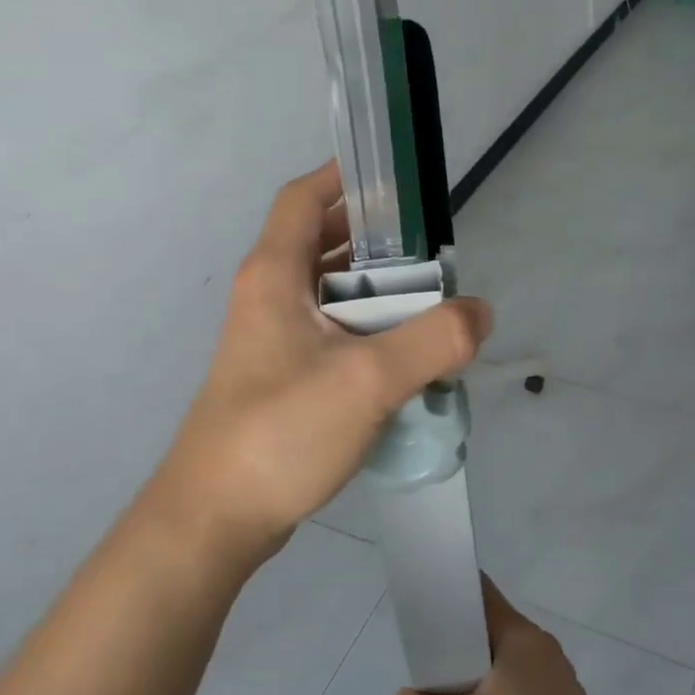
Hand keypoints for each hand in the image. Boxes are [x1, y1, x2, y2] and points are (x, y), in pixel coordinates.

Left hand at [146, 162, 490, 572]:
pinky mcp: (281, 377)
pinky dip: (368, 329)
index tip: (400, 179)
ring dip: (377, 289)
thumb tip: (479, 313)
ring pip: (330, 291)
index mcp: (275, 275)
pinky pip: (332, 333)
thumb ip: (434, 340)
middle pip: (322, 242)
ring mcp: (272, 339)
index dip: (347, 176)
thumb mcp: (368, 380)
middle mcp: (268, 296)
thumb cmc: (281, 433)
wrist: (216, 518)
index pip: (305, 197)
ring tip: (431, 303)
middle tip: (434, 253)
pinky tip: (404, 356)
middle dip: (378, 239)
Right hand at [386, 578, 625, 694]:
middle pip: (487, 630)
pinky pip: (518, 689)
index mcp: (520, 636)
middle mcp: (541, 647)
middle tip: (424, 677)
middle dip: (453, 648)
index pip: (478, 593)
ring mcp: (556, 679)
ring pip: (501, 664)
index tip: (419, 614)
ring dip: (473, 680)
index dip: (446, 594)